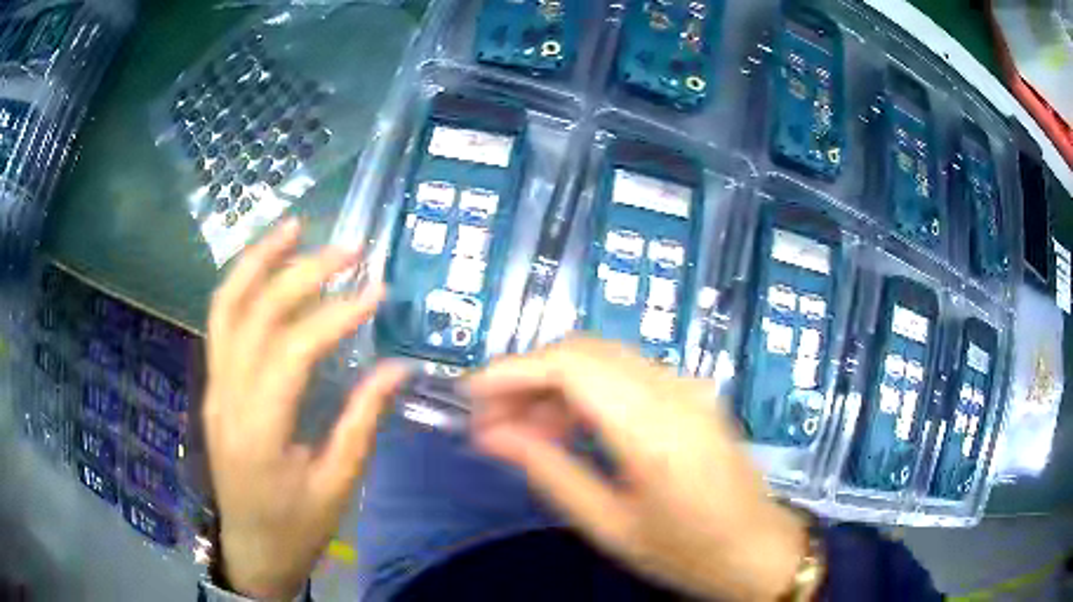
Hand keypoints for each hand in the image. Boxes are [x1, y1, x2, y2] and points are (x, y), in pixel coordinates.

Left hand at [203, 219, 408, 599]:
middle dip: (301, 272)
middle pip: (255, 314)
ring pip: (225, 306)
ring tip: (294, 227)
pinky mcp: (213, 384)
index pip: (292, 351)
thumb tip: (396, 367)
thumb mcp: (338, 485)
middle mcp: (226, 396)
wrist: (250, 547)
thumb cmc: (297, 525)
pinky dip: (243, 283)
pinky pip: (222, 321)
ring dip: (258, 260)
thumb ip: (362, 421)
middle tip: (348, 248)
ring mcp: (213, 385)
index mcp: (258, 431)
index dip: (334, 316)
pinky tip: (268, 265)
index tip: (375, 292)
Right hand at [468, 338, 808, 601]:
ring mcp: (689, 387)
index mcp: (654, 431)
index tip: (472, 393)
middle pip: (585, 352)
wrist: (757, 548)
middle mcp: (674, 392)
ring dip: (556, 383)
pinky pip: (627, 375)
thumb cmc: (686, 552)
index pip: (572, 367)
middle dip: (529, 375)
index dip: (514, 370)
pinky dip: (587, 391)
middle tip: (492, 419)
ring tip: (524, 431)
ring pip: (604, 359)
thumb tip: (495, 436)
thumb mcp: (610, 526)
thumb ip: (550, 472)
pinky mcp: (693, 394)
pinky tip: (569, 429)